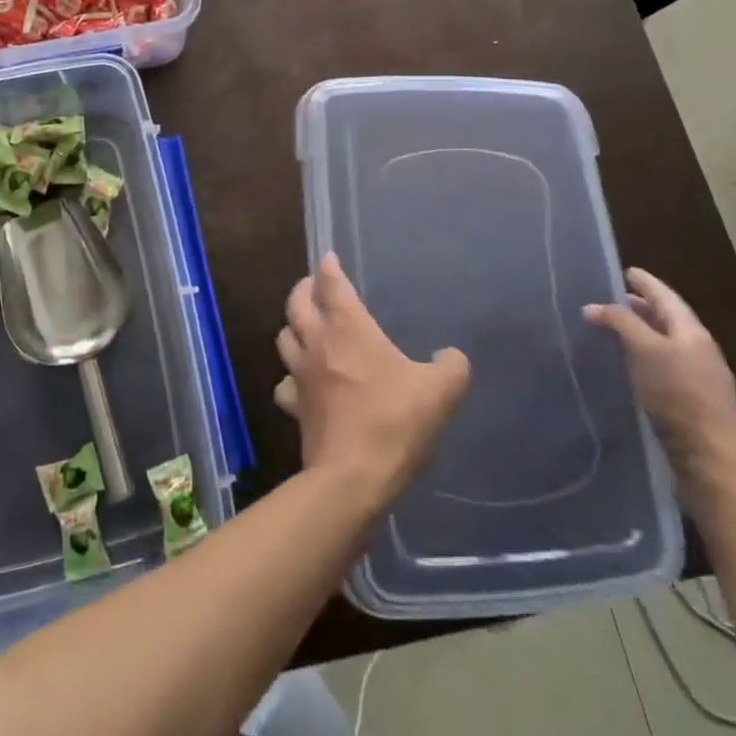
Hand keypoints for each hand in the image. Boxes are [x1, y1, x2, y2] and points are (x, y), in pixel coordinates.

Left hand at [274, 254, 469, 507]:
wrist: (353, 477)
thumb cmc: (394, 422)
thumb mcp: (440, 392)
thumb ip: (451, 367)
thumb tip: (452, 357)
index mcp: (348, 328)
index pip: (331, 285)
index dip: (329, 268)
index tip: (329, 259)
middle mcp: (317, 343)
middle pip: (296, 303)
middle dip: (303, 288)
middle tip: (313, 286)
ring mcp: (300, 375)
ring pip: (284, 337)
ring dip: (292, 326)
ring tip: (305, 326)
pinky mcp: (294, 407)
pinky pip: (284, 383)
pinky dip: (290, 376)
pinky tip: (301, 382)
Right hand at [585, 268, 735, 492]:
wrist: (711, 461)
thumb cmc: (679, 397)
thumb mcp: (646, 351)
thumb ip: (621, 323)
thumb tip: (593, 306)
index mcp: (692, 333)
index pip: (666, 297)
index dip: (646, 283)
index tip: (625, 270)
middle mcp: (697, 351)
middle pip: (666, 320)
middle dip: (640, 307)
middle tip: (610, 298)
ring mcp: (695, 379)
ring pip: (662, 345)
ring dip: (638, 334)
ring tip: (609, 330)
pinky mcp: (687, 404)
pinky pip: (659, 368)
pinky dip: (640, 358)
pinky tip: (623, 366)